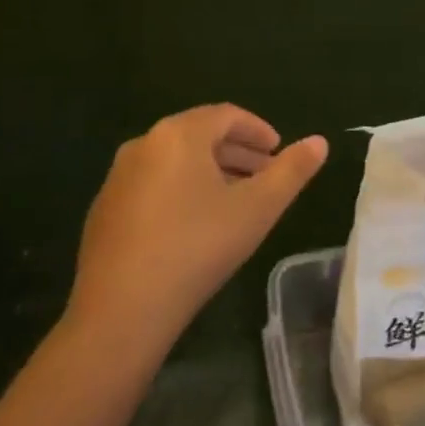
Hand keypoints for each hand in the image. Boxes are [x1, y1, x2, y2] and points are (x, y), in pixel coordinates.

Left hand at [67, 105, 327, 352]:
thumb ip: (291, 172)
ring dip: (210, 171)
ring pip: (175, 161)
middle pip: (198, 135)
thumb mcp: (256, 209)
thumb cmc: (197, 248)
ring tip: (235, 199)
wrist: (120, 310)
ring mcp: (119, 176)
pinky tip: (194, 224)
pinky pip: (152, 184)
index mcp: (179, 134)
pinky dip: (180, 190)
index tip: (278, 150)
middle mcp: (144, 143)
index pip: (226, 115)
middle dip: (236, 151)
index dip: (257, 129)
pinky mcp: (105, 208)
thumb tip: (320, 142)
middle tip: (264, 174)